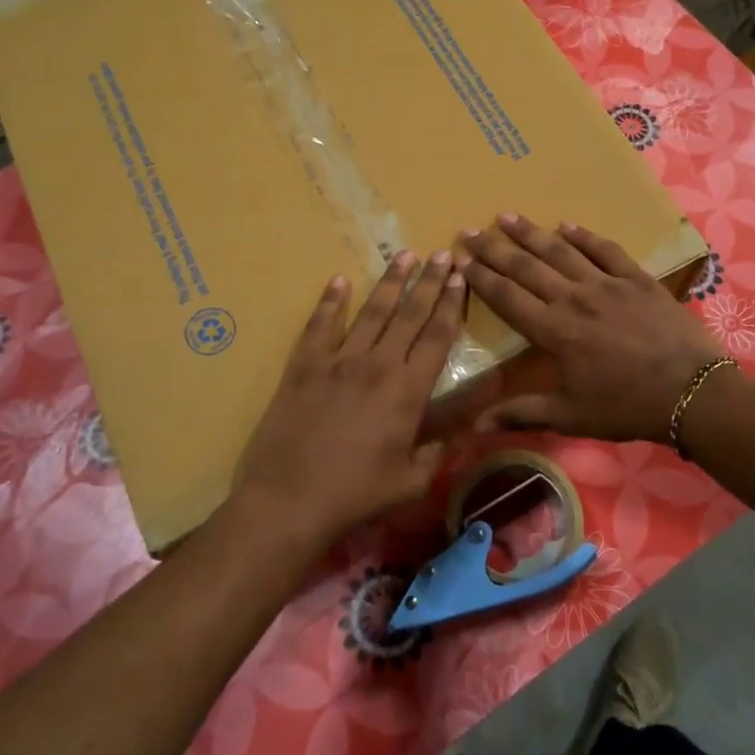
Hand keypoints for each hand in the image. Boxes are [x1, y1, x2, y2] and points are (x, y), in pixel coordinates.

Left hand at [233, 250, 466, 551]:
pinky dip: (330, 301)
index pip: (437, 337)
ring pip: (370, 312)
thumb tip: (466, 428)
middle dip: (429, 282)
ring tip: (405, 255)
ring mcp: (337, 361)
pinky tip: (339, 280)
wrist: (288, 501)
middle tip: (442, 253)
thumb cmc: (356, 496)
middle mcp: (377, 365)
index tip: (459, 278)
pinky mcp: (303, 367)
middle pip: (409, 314)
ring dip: (391, 282)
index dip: (451, 305)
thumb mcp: (411, 481)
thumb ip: (440, 449)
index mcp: (408, 391)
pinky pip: (319, 326)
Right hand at [459, 214, 721, 443]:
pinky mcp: (636, 278)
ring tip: (507, 216)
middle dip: (495, 248)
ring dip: (531, 233)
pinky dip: (584, 235)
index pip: (507, 297)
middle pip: (526, 267)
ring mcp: (606, 284)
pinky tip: (566, 224)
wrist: (693, 392)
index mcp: (554, 331)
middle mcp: (574, 298)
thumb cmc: (627, 407)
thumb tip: (475, 426)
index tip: (460, 260)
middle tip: (471, 230)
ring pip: (560, 250)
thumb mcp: (571, 416)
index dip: (481, 278)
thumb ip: (522, 413)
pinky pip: (605, 249)